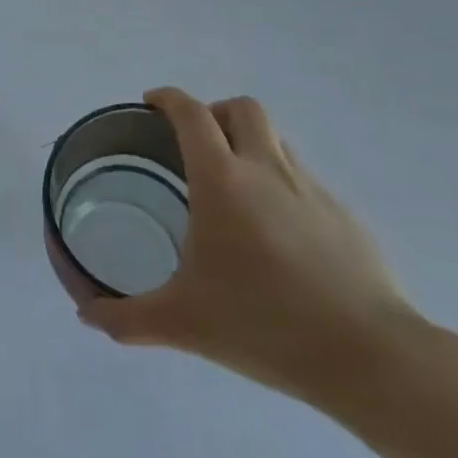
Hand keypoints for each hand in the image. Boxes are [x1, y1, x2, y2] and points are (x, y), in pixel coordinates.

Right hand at [79, 89, 418, 402]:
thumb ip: (125, 316)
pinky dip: (280, 184)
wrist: (372, 359)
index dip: (167, 99)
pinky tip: (275, 234)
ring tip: (233, 187)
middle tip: (193, 143)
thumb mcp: (182, 323)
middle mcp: (267, 170)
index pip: (191, 113)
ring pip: (276, 139)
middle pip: (242, 108)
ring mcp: (312, 190)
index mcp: (222, 180)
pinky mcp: (345, 217)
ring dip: (249, 143)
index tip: (151, 103)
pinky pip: (303, 179)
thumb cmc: (265, 325)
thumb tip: (85, 314)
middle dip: (213, 112)